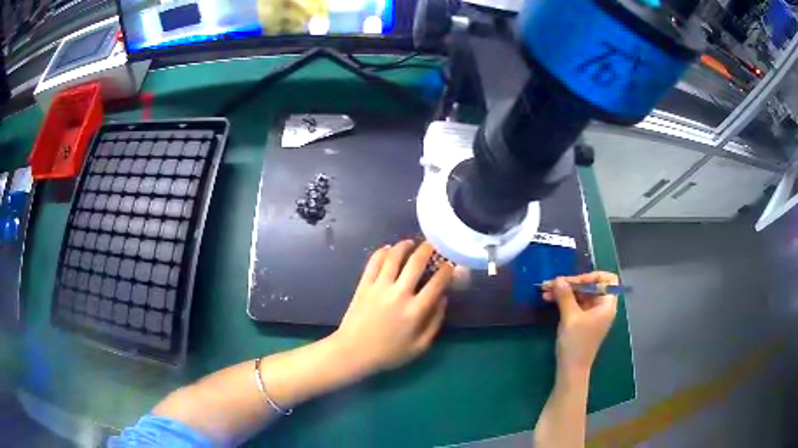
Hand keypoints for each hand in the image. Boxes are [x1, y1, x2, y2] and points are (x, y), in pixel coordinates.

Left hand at [332, 240, 453, 374]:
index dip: (447, 270)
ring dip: (404, 246)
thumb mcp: (419, 347)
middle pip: (416, 263)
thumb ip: (435, 322)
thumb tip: (443, 299)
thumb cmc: (389, 353)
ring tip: (410, 243)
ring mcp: (379, 287)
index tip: (450, 263)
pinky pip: (374, 262)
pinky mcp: (364, 285)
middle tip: (432, 245)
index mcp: (415, 311)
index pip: (437, 283)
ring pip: (394, 257)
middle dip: (428, 250)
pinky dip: (382, 252)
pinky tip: (388, 250)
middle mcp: (399, 294)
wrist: (353, 352)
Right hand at [542, 272, 618, 373]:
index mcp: (607, 304)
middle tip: (552, 283)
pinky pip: (576, 304)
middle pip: (591, 286)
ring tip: (546, 291)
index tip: (575, 281)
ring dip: (565, 292)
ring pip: (581, 295)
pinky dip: (564, 301)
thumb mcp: (570, 317)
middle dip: (571, 283)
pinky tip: (550, 299)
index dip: (592, 276)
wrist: (571, 369)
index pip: (608, 280)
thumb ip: (565, 296)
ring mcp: (593, 314)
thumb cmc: (576, 343)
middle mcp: (602, 307)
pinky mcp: (583, 321)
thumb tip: (558, 279)